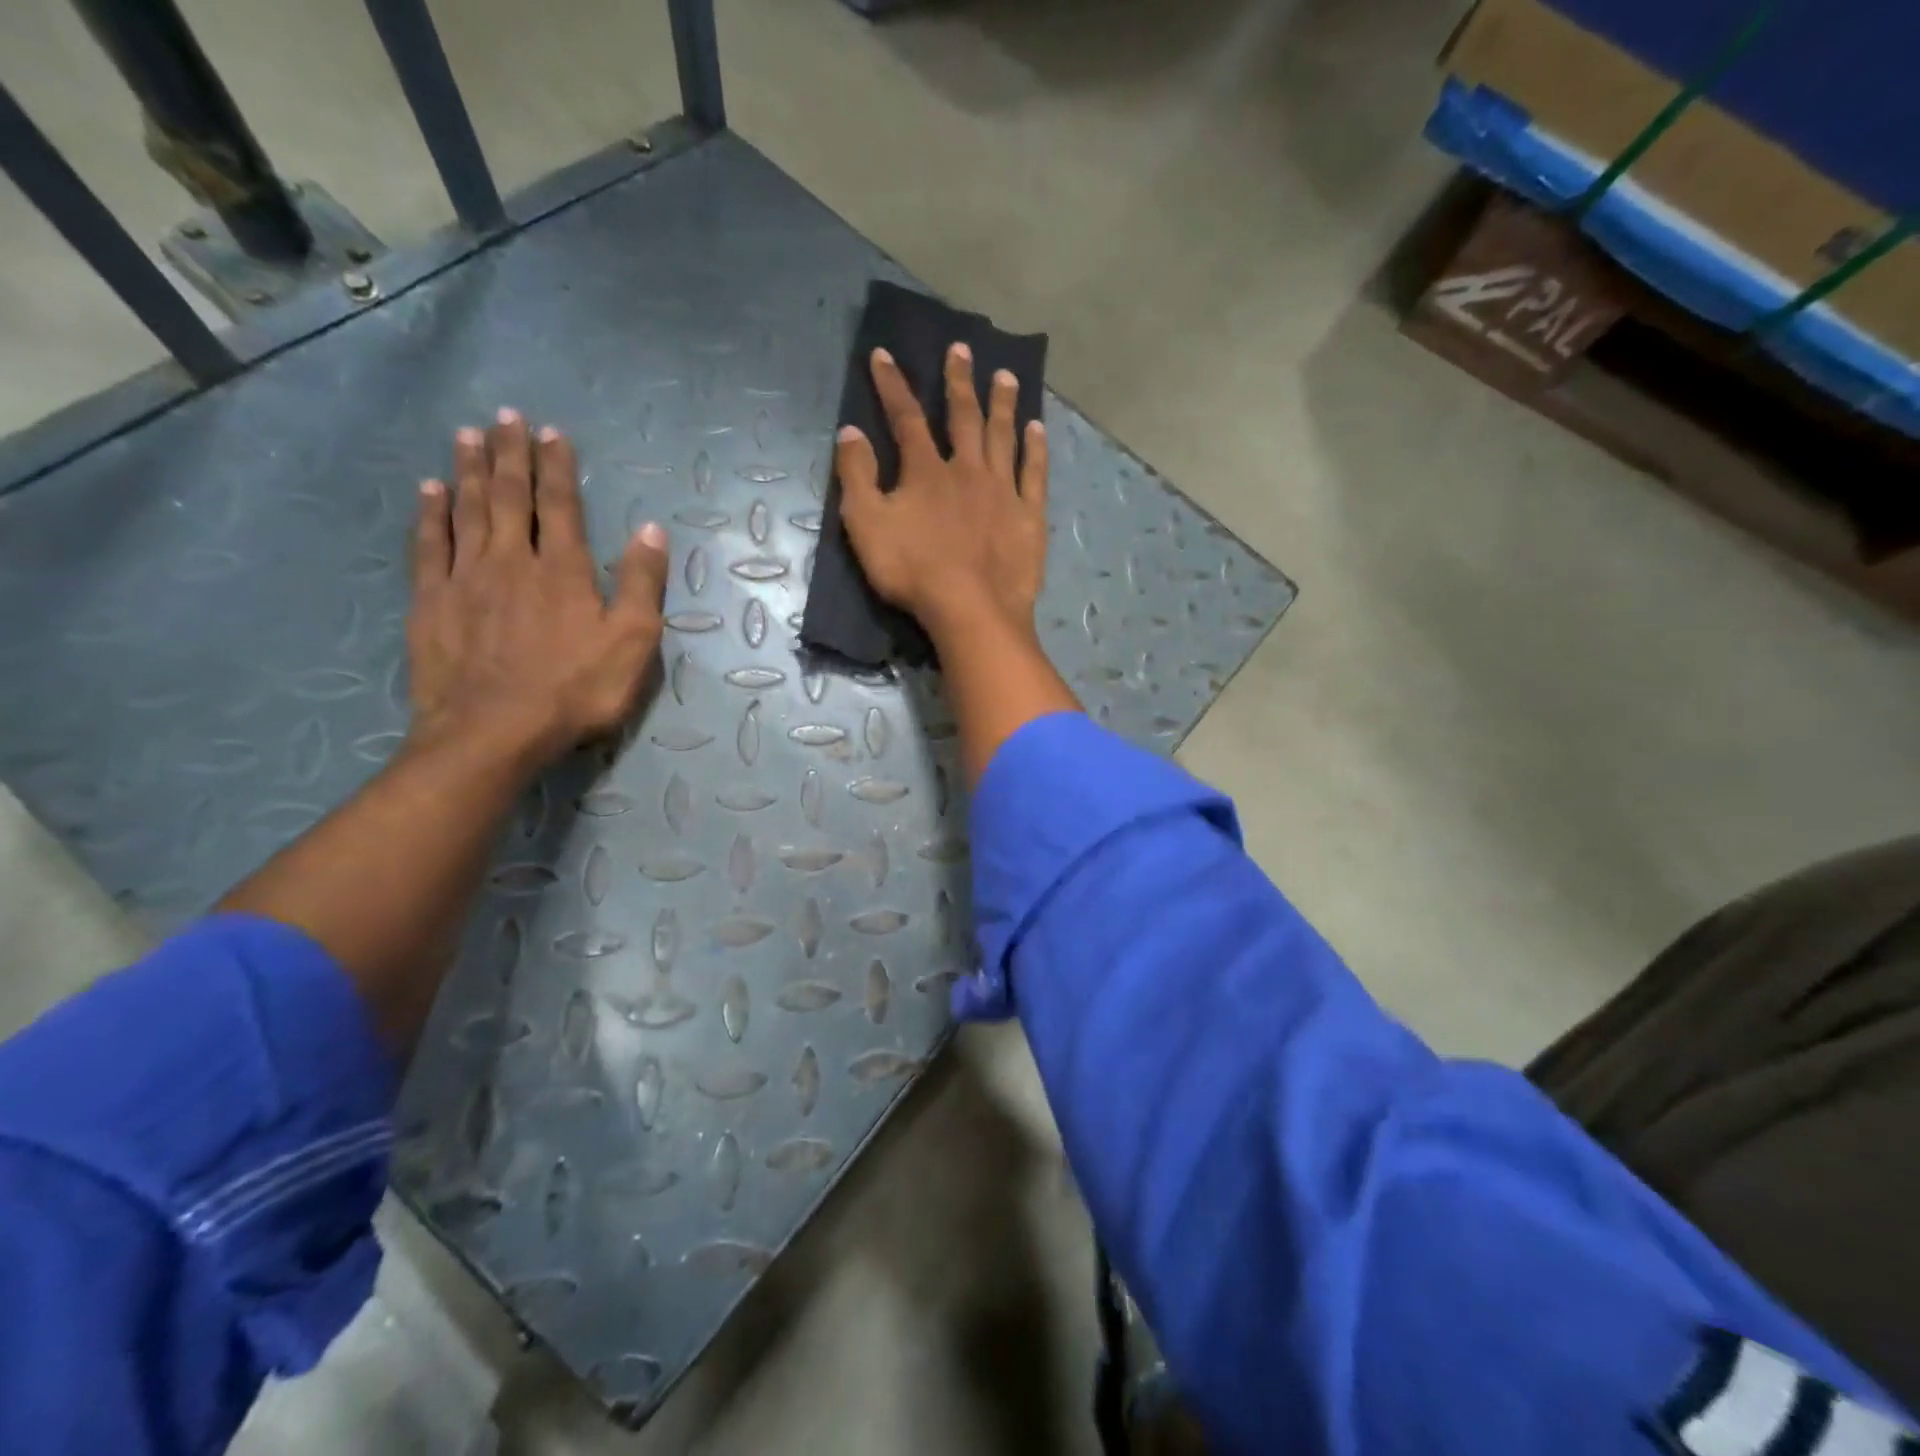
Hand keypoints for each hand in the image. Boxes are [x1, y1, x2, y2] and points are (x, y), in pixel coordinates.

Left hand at [408, 410, 669, 763]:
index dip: (557, 467)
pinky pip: (430, 545)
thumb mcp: (632, 644)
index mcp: (563, 570)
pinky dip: (430, 514)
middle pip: (507, 496)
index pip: (560, 505)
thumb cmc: (575, 691)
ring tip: (466, 435)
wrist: (493, 732)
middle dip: (508, 454)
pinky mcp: (432, 603)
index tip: (551, 432)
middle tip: (504, 416)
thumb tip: (650, 530)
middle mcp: (511, 561)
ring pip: (466, 511)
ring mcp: (465, 579)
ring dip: (467, 470)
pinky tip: (429, 492)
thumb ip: (641, 585)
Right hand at [835, 344, 1048, 633]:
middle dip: (959, 381)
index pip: (905, 417)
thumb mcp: (866, 525)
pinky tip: (1038, 428)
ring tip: (1006, 376)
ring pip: (1003, 436)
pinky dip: (1036, 449)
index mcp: (926, 471)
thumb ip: (857, 477)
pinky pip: (1035, 473)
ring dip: (1002, 404)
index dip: (892, 385)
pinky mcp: (1029, 516)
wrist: (971, 609)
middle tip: (962, 349)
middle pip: (963, 416)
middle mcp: (968, 469)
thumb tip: (850, 432)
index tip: (884, 354)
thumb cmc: (913, 571)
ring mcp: (1003, 491)